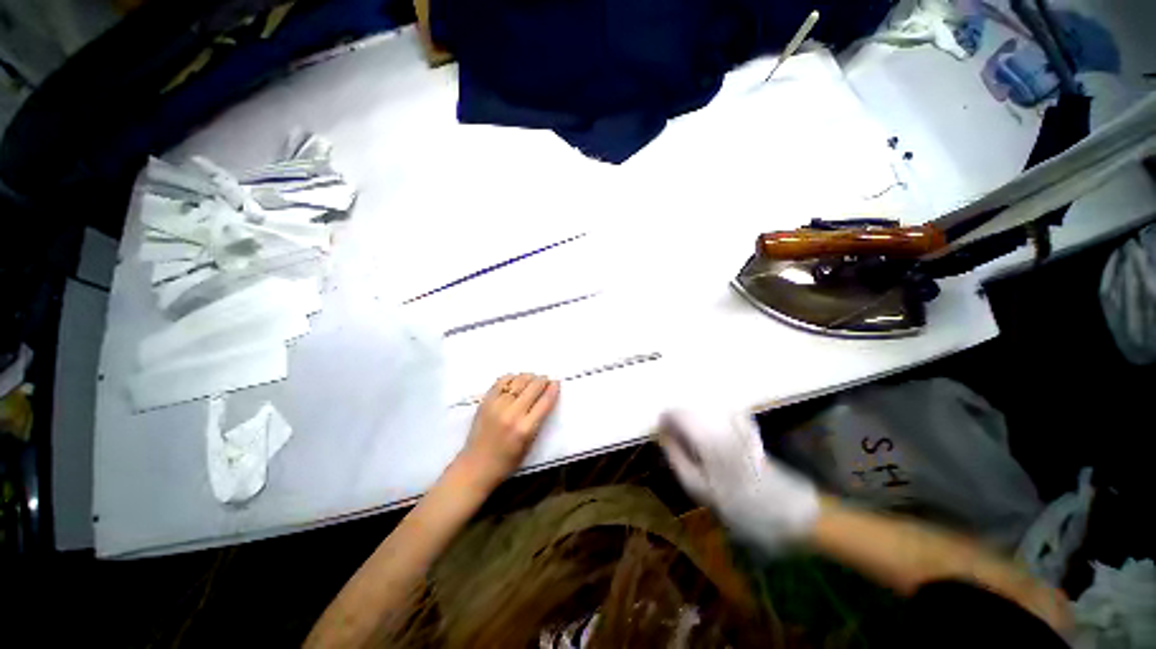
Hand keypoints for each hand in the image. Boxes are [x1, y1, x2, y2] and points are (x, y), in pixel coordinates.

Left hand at [456, 374, 560, 489]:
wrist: (475, 467)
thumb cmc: (506, 462)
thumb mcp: (529, 444)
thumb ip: (538, 421)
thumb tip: (545, 398)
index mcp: (525, 429)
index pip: (545, 401)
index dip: (553, 389)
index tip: (556, 383)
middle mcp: (512, 414)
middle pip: (533, 387)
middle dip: (542, 380)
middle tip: (546, 380)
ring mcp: (497, 405)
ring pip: (518, 380)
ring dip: (529, 377)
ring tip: (532, 379)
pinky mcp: (485, 401)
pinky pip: (501, 381)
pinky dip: (512, 377)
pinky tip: (516, 381)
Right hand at [659, 410, 819, 552]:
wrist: (786, 510)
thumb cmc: (738, 504)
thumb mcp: (699, 488)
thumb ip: (677, 457)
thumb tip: (662, 435)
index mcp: (707, 438)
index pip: (678, 414)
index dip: (665, 419)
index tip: (660, 431)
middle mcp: (720, 424)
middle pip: (691, 409)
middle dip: (677, 419)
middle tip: (673, 438)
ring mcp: (735, 423)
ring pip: (704, 410)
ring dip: (692, 420)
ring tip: (688, 439)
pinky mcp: (746, 427)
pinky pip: (719, 414)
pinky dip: (708, 419)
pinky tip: (709, 436)